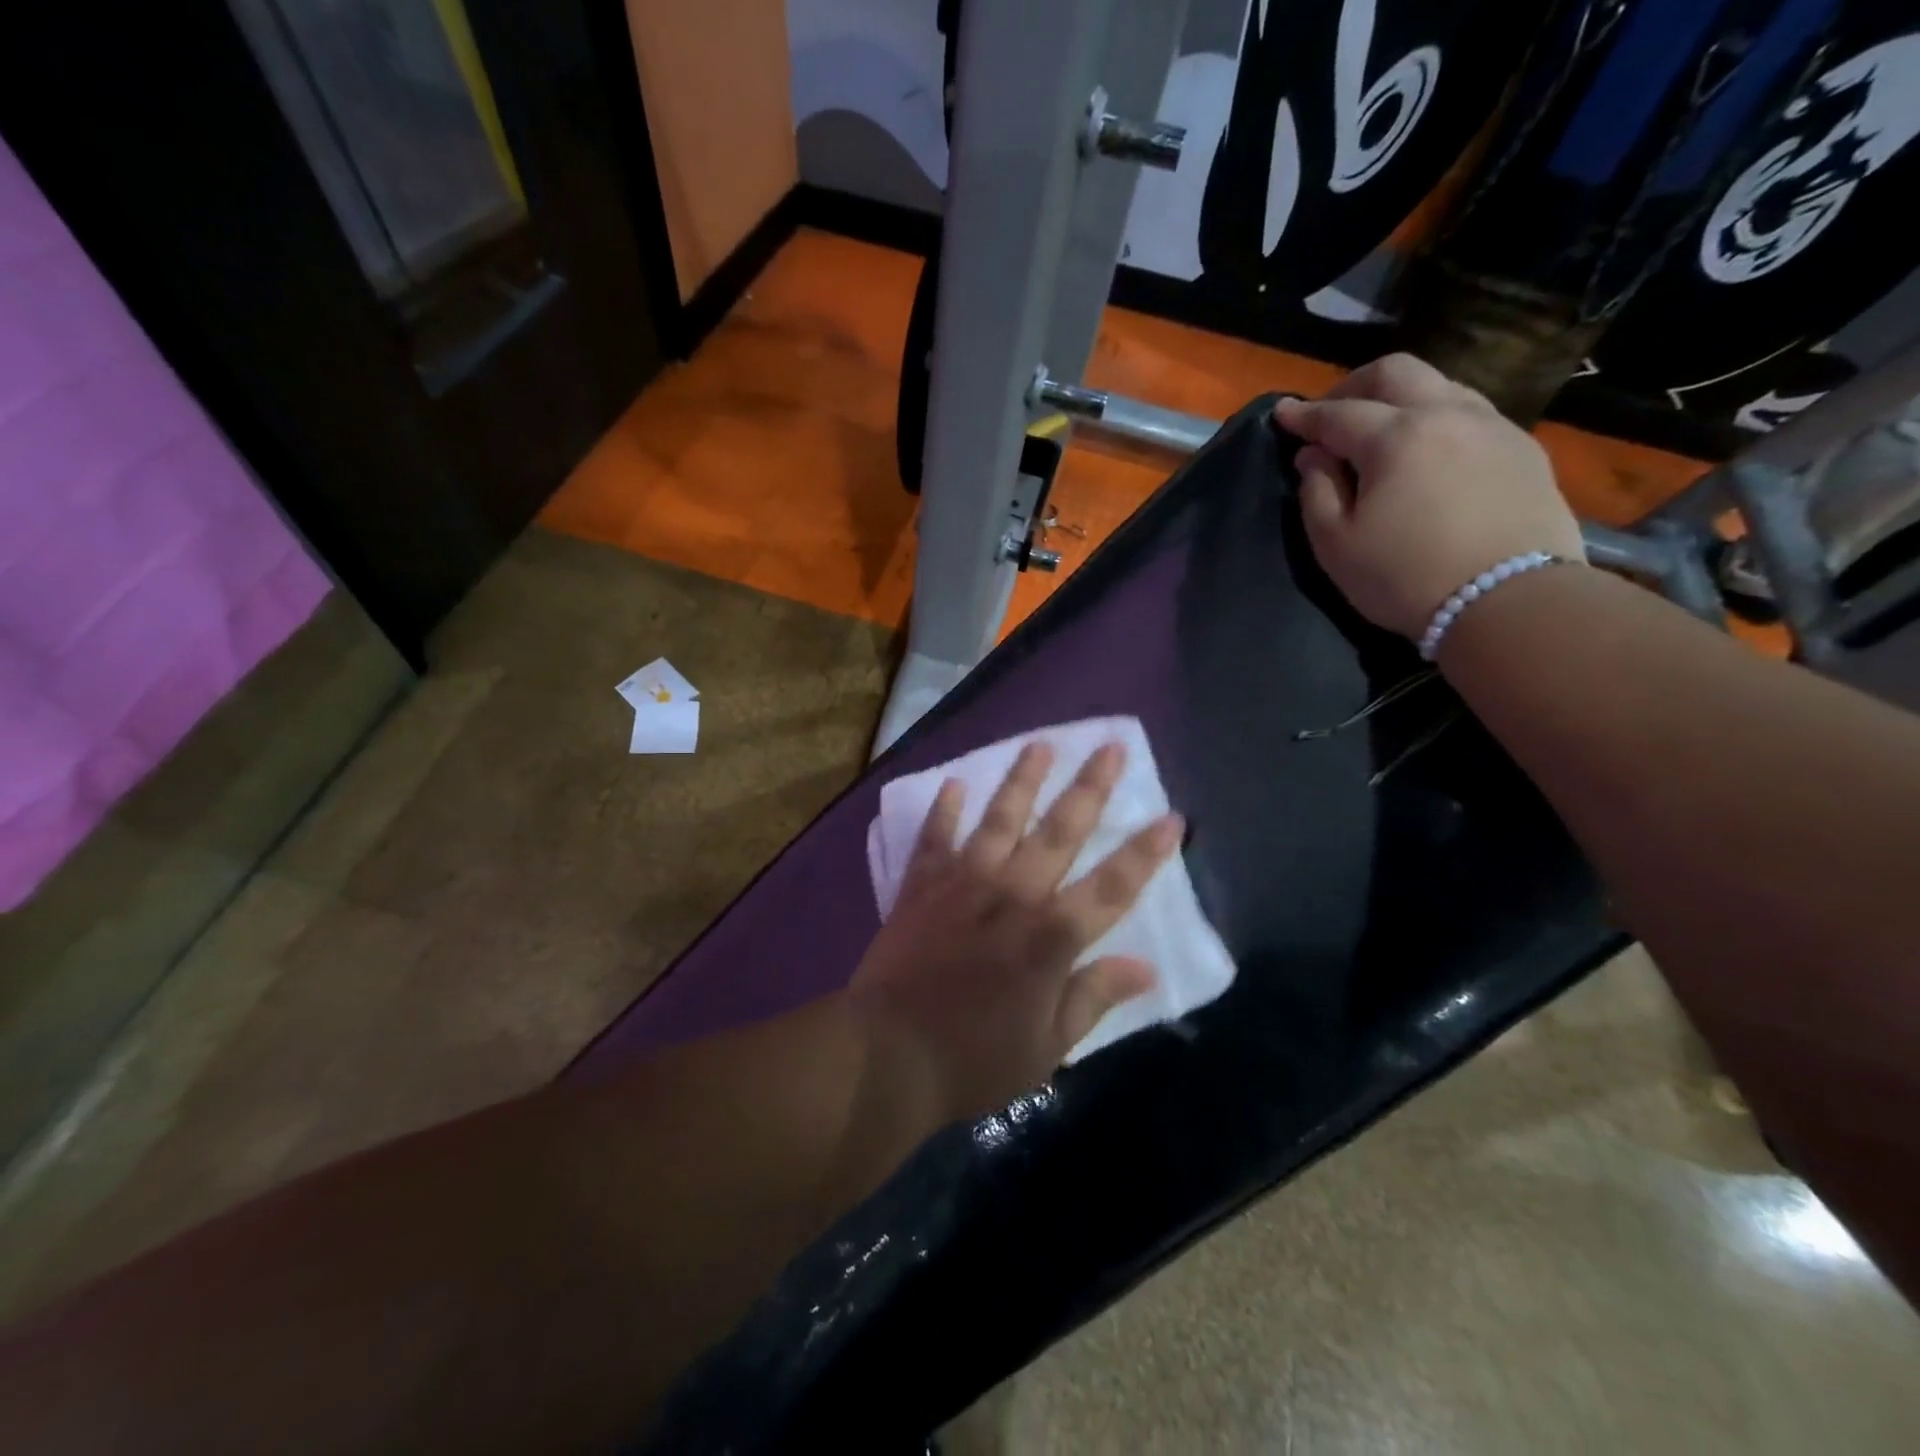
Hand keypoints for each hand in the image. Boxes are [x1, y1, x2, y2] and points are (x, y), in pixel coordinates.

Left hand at [847, 741, 1181, 1121]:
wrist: (888, 1054)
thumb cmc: (975, 1059)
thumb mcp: (1048, 1046)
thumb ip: (1094, 997)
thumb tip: (1146, 966)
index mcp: (1051, 937)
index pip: (1112, 886)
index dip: (1145, 853)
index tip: (1172, 818)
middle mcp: (1014, 896)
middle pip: (1060, 832)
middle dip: (1090, 788)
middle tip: (1110, 747)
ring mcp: (964, 885)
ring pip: (1000, 820)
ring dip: (1022, 780)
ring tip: (1040, 745)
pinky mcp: (922, 887)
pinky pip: (935, 839)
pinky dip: (944, 811)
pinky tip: (954, 783)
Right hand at [1273, 353, 1584, 638]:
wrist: (1509, 601)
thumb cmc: (1405, 577)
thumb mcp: (1336, 545)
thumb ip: (1316, 492)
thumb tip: (1314, 457)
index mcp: (1395, 437)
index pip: (1337, 414)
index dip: (1304, 414)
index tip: (1281, 413)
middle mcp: (1446, 414)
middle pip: (1395, 373)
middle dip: (1353, 385)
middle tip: (1330, 412)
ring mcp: (1492, 426)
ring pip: (1439, 384)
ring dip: (1400, 397)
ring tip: (1380, 428)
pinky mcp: (1522, 448)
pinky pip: (1471, 412)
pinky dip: (1436, 417)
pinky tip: (1427, 450)